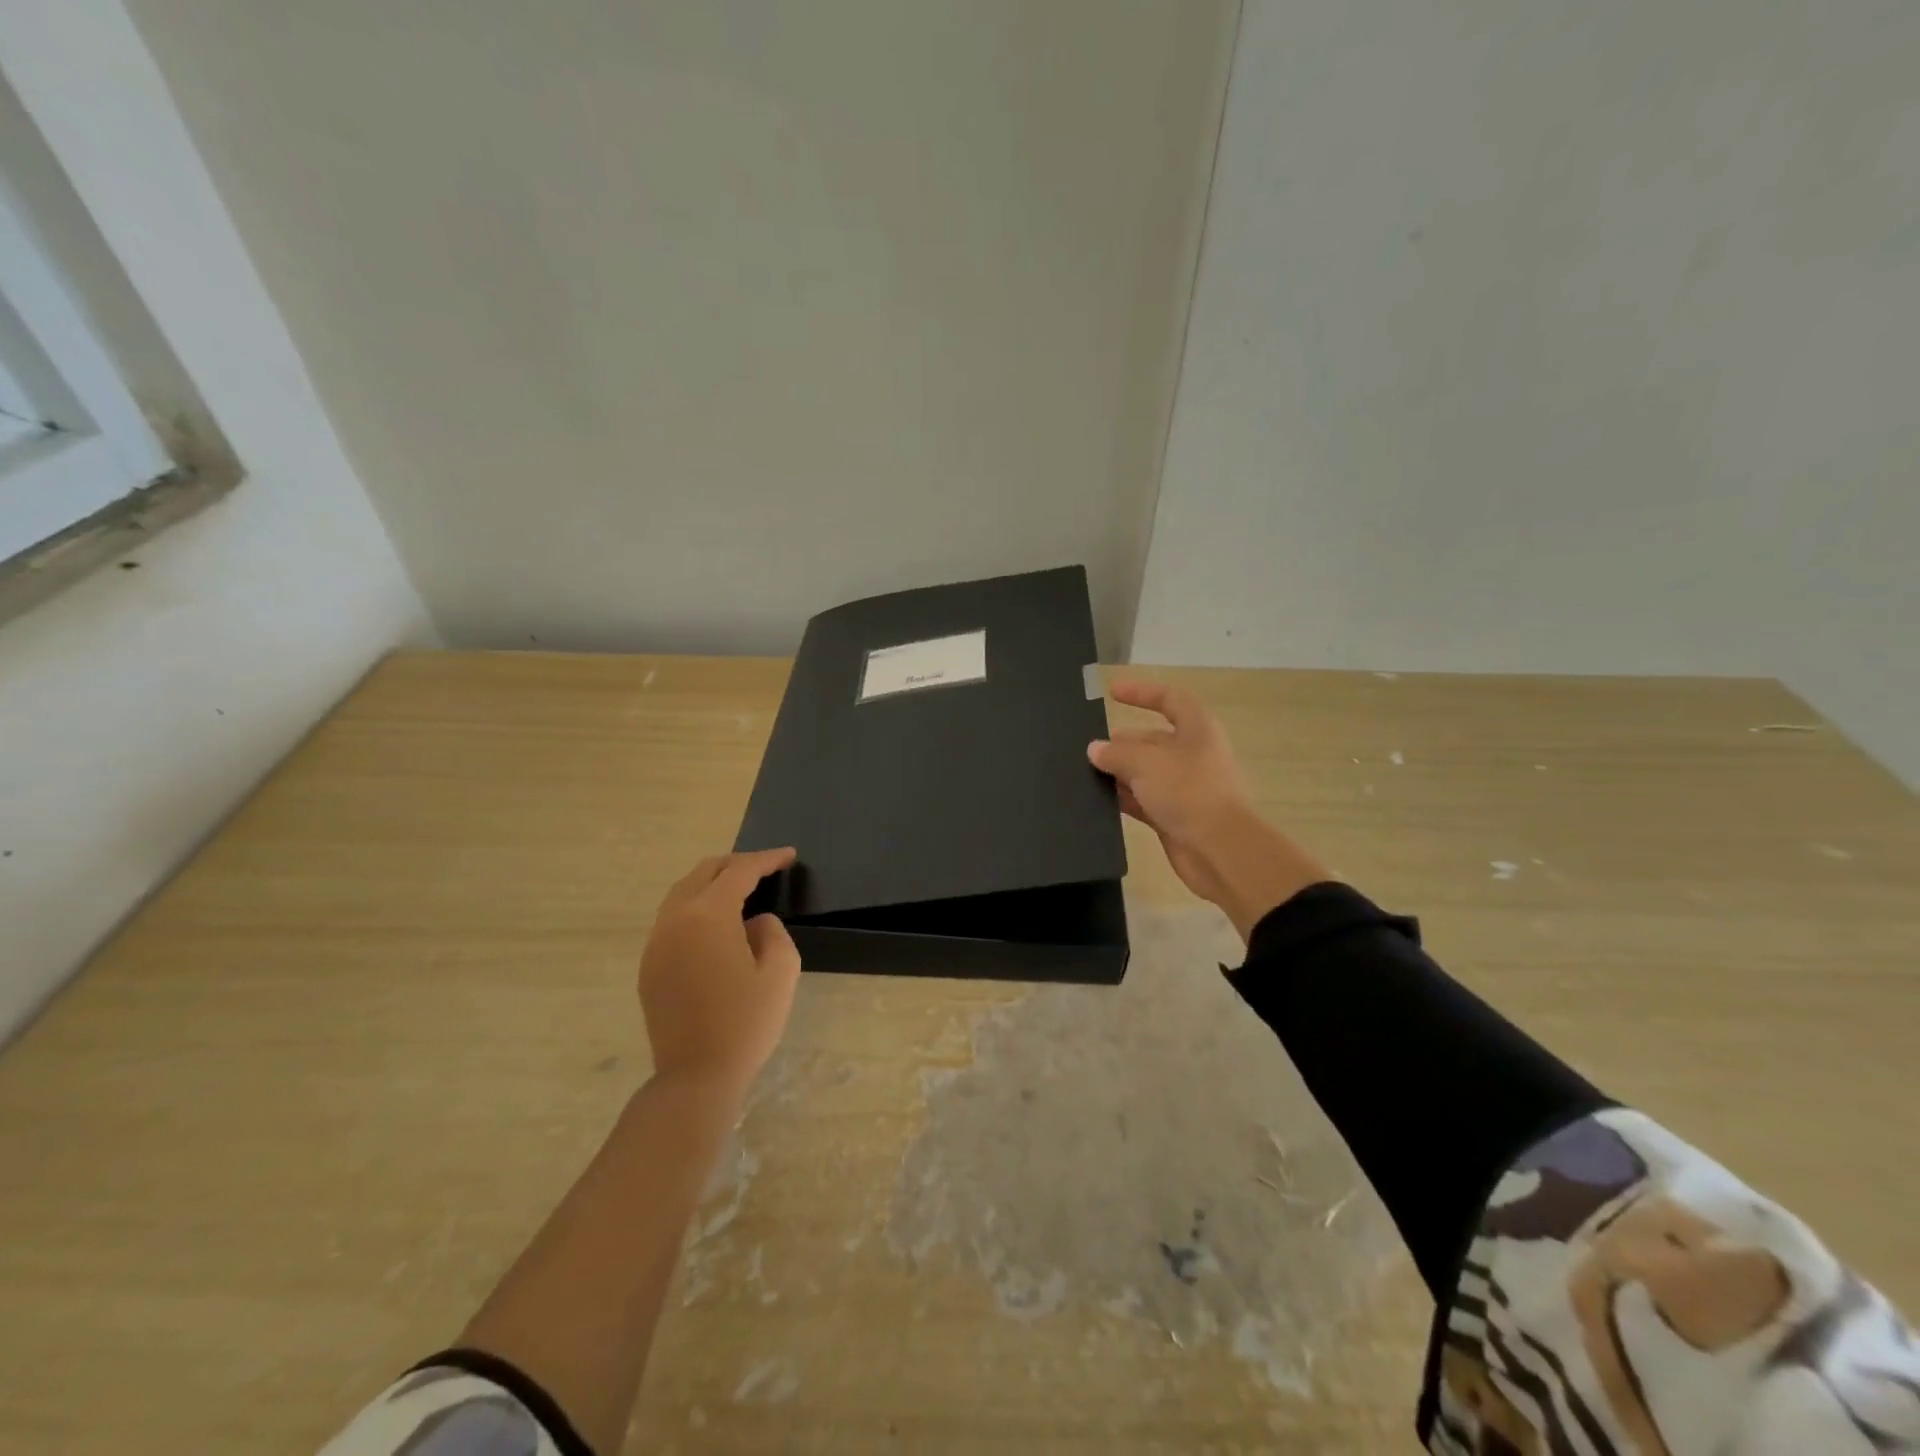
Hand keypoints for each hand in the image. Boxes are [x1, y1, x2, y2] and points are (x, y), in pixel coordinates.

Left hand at [638, 848, 800, 1094]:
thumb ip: (772, 932)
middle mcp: (674, 919)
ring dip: (712, 883)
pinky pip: (672, 919)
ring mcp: (656, 943)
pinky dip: (695, 907)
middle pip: (703, 872)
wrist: (696, 1076)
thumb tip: (754, 923)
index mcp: (708, 915)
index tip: (789, 856)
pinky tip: (715, 924)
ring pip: (682, 893)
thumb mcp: (781, 971)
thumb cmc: (746, 1022)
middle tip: (765, 867)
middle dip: (736, 864)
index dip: (767, 860)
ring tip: (740, 889)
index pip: (740, 872)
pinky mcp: (649, 966)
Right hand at [1089, 680, 1328, 940]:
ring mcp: (1185, 788)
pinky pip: (1144, 801)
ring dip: (1119, 772)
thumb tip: (1095, 749)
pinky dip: (1124, 798)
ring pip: (1146, 772)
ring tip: (1084, 774)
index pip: (1169, 699)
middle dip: (1122, 742)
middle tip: (1087, 749)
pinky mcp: (1175, 817)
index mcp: (1197, 729)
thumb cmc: (1188, 791)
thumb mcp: (1145, 763)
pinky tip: (1098, 800)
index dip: (1142, 692)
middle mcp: (1193, 754)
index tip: (1111, 692)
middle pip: (1153, 739)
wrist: (1221, 850)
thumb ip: (1116, 753)